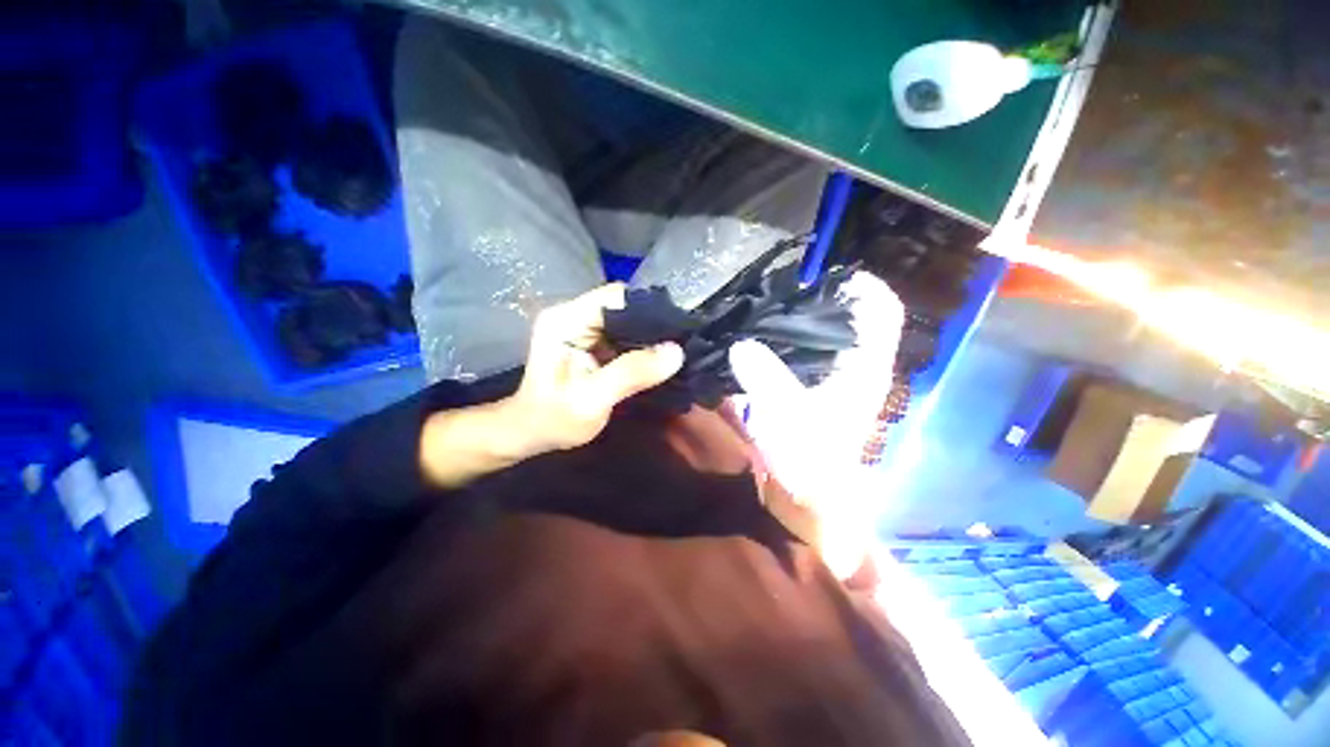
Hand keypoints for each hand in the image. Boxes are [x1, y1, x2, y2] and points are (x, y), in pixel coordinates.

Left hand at [420, 284, 682, 488]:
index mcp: (566, 320)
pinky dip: (642, 346)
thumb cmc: (554, 419)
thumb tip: (676, 352)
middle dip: (653, 324)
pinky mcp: (592, 341)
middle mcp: (574, 315)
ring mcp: (583, 327)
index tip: (676, 330)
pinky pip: (625, 335)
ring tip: (674, 352)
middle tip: (680, 343)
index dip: (648, 309)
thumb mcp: (592, 399)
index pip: (616, 296)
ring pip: (628, 320)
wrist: (532, 432)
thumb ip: (631, 373)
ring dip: (650, 336)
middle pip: (624, 305)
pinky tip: (657, 359)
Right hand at [730, 272, 903, 576]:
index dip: (862, 286)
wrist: (807, 502)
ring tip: (762, 306)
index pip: (880, 312)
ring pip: (821, 334)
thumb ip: (765, 378)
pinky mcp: (808, 390)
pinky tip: (753, 337)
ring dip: (796, 320)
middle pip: (847, 317)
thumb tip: (740, 344)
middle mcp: (852, 367)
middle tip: (779, 287)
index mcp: (863, 368)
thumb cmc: (810, 463)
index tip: (823, 273)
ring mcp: (830, 379)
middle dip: (819, 297)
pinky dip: (781, 342)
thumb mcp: (788, 417)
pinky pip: (798, 354)